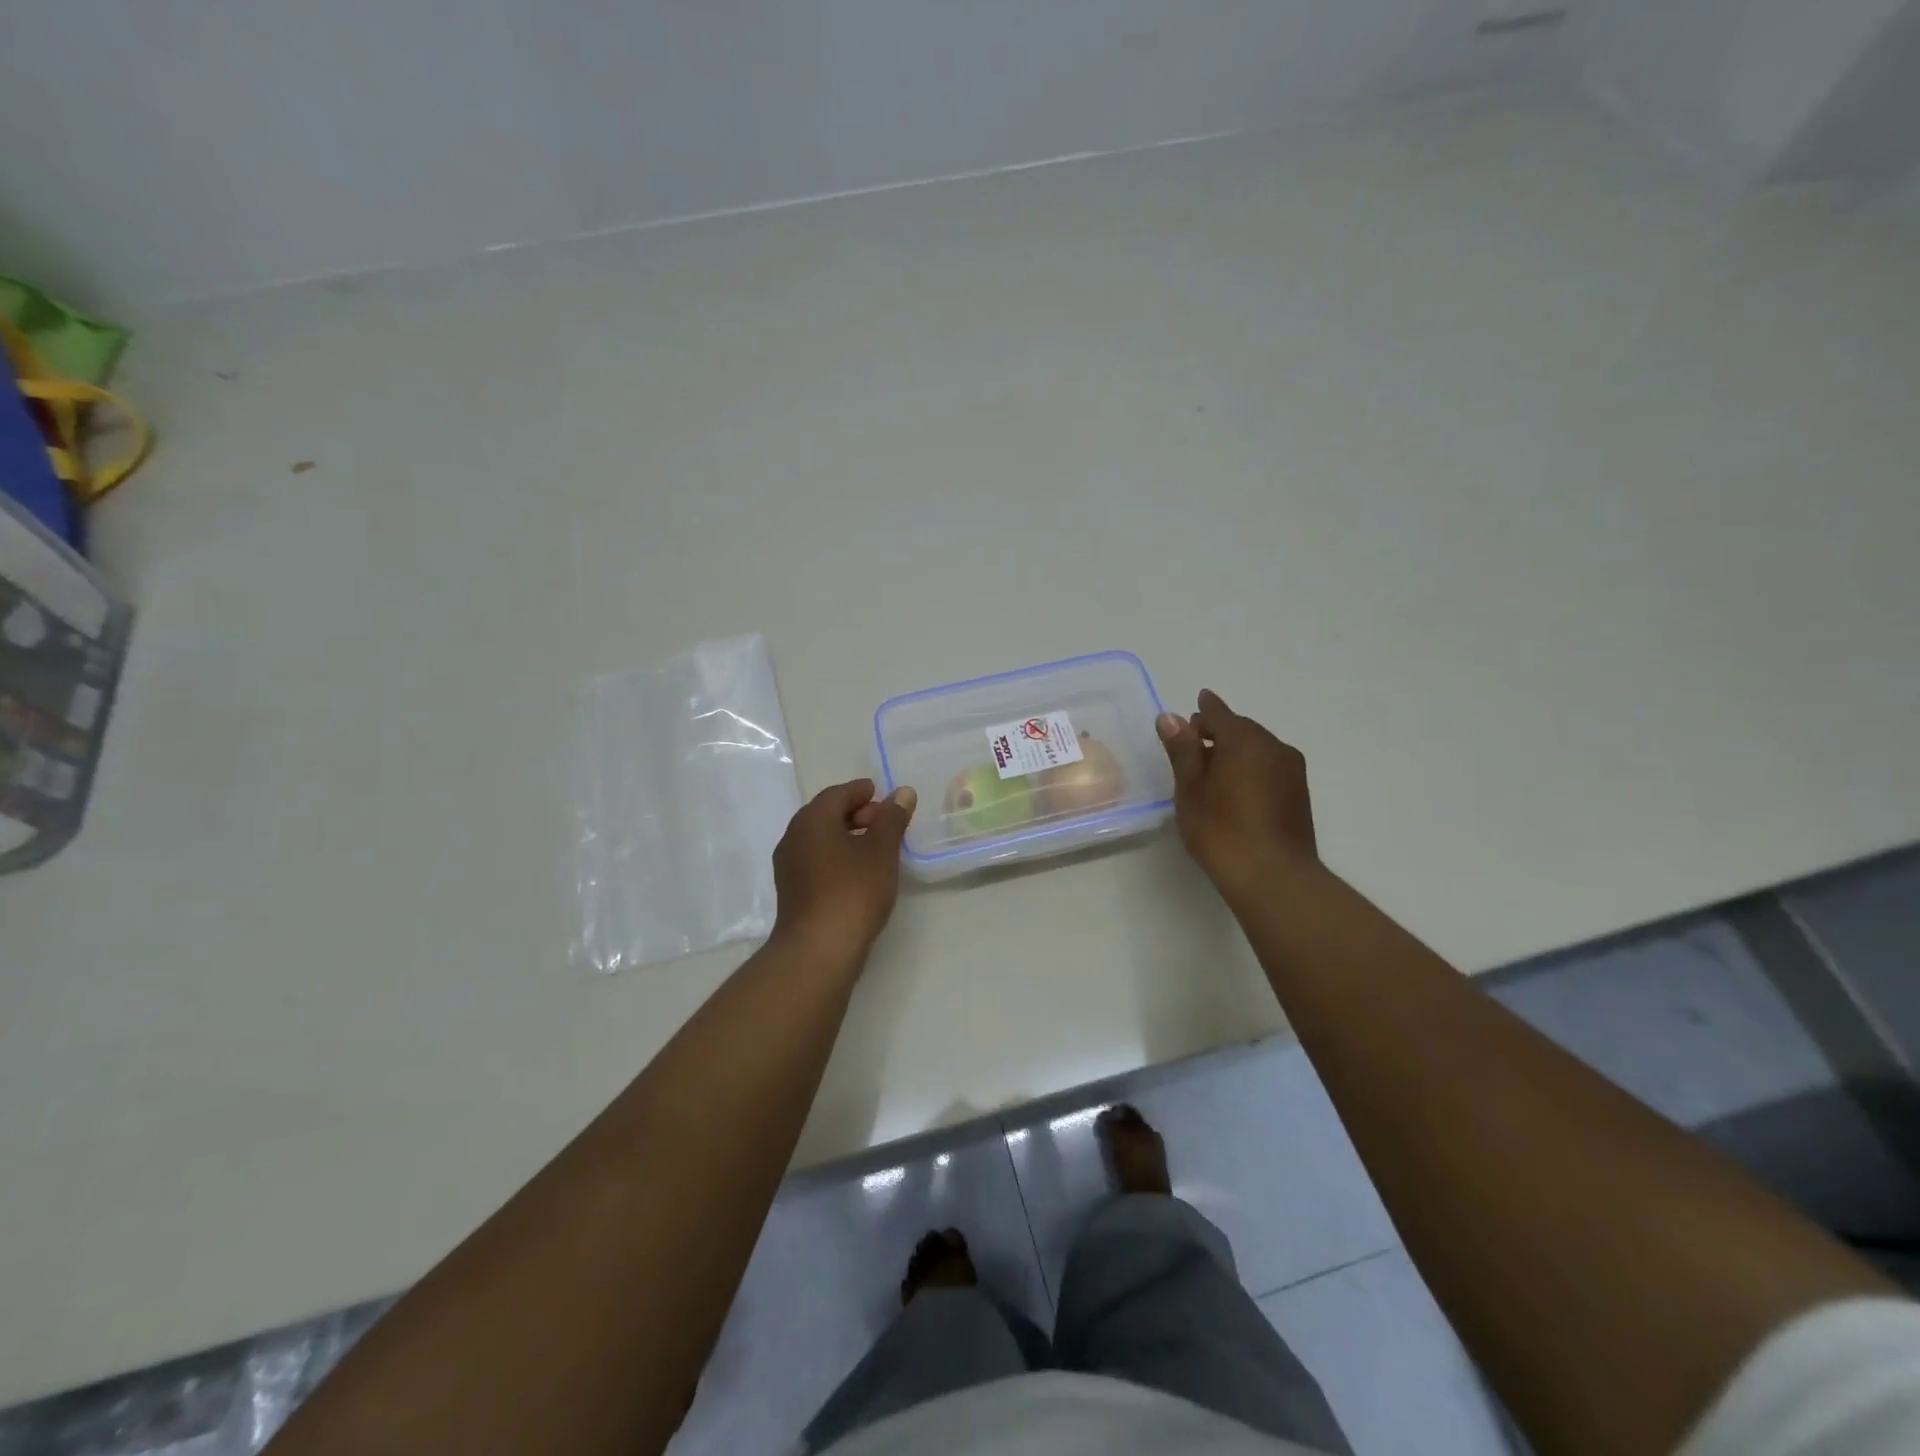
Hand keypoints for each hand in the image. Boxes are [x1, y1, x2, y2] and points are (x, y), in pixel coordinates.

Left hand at [771, 778, 917, 963]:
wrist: (818, 950)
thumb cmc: (853, 891)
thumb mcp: (881, 850)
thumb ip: (892, 818)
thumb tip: (902, 792)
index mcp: (812, 819)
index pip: (838, 794)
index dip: (862, 792)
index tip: (884, 796)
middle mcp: (793, 837)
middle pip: (826, 814)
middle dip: (856, 814)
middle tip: (885, 822)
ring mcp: (789, 866)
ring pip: (820, 839)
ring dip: (847, 837)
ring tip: (877, 849)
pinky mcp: (792, 891)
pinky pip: (816, 861)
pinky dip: (837, 857)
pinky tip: (859, 873)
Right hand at [1157, 689, 1317, 903]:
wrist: (1274, 877)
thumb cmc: (1222, 830)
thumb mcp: (1191, 788)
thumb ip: (1182, 750)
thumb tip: (1170, 717)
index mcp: (1245, 740)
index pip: (1220, 714)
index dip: (1204, 709)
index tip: (1197, 702)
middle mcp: (1274, 747)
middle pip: (1242, 730)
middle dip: (1218, 732)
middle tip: (1193, 743)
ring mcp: (1292, 771)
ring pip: (1258, 749)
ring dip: (1235, 752)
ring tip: (1211, 770)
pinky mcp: (1299, 795)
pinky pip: (1269, 768)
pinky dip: (1250, 768)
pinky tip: (1235, 789)